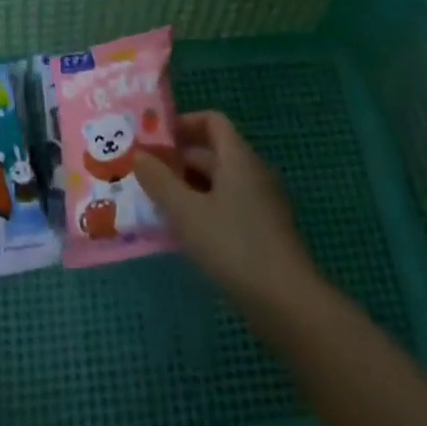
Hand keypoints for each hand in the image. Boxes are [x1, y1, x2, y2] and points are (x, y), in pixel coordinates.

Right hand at [134, 111, 321, 312]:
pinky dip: (203, 212)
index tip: (154, 139)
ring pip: (218, 184)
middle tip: (144, 175)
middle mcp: (252, 173)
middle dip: (177, 161)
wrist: (288, 305)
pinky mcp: (263, 233)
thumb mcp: (186, 212)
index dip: (182, 124)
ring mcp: (261, 204)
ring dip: (187, 189)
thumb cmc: (234, 246)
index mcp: (238, 157)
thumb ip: (159, 181)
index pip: (212, 120)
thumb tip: (138, 155)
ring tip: (155, 205)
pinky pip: (227, 208)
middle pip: (212, 153)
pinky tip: (182, 235)